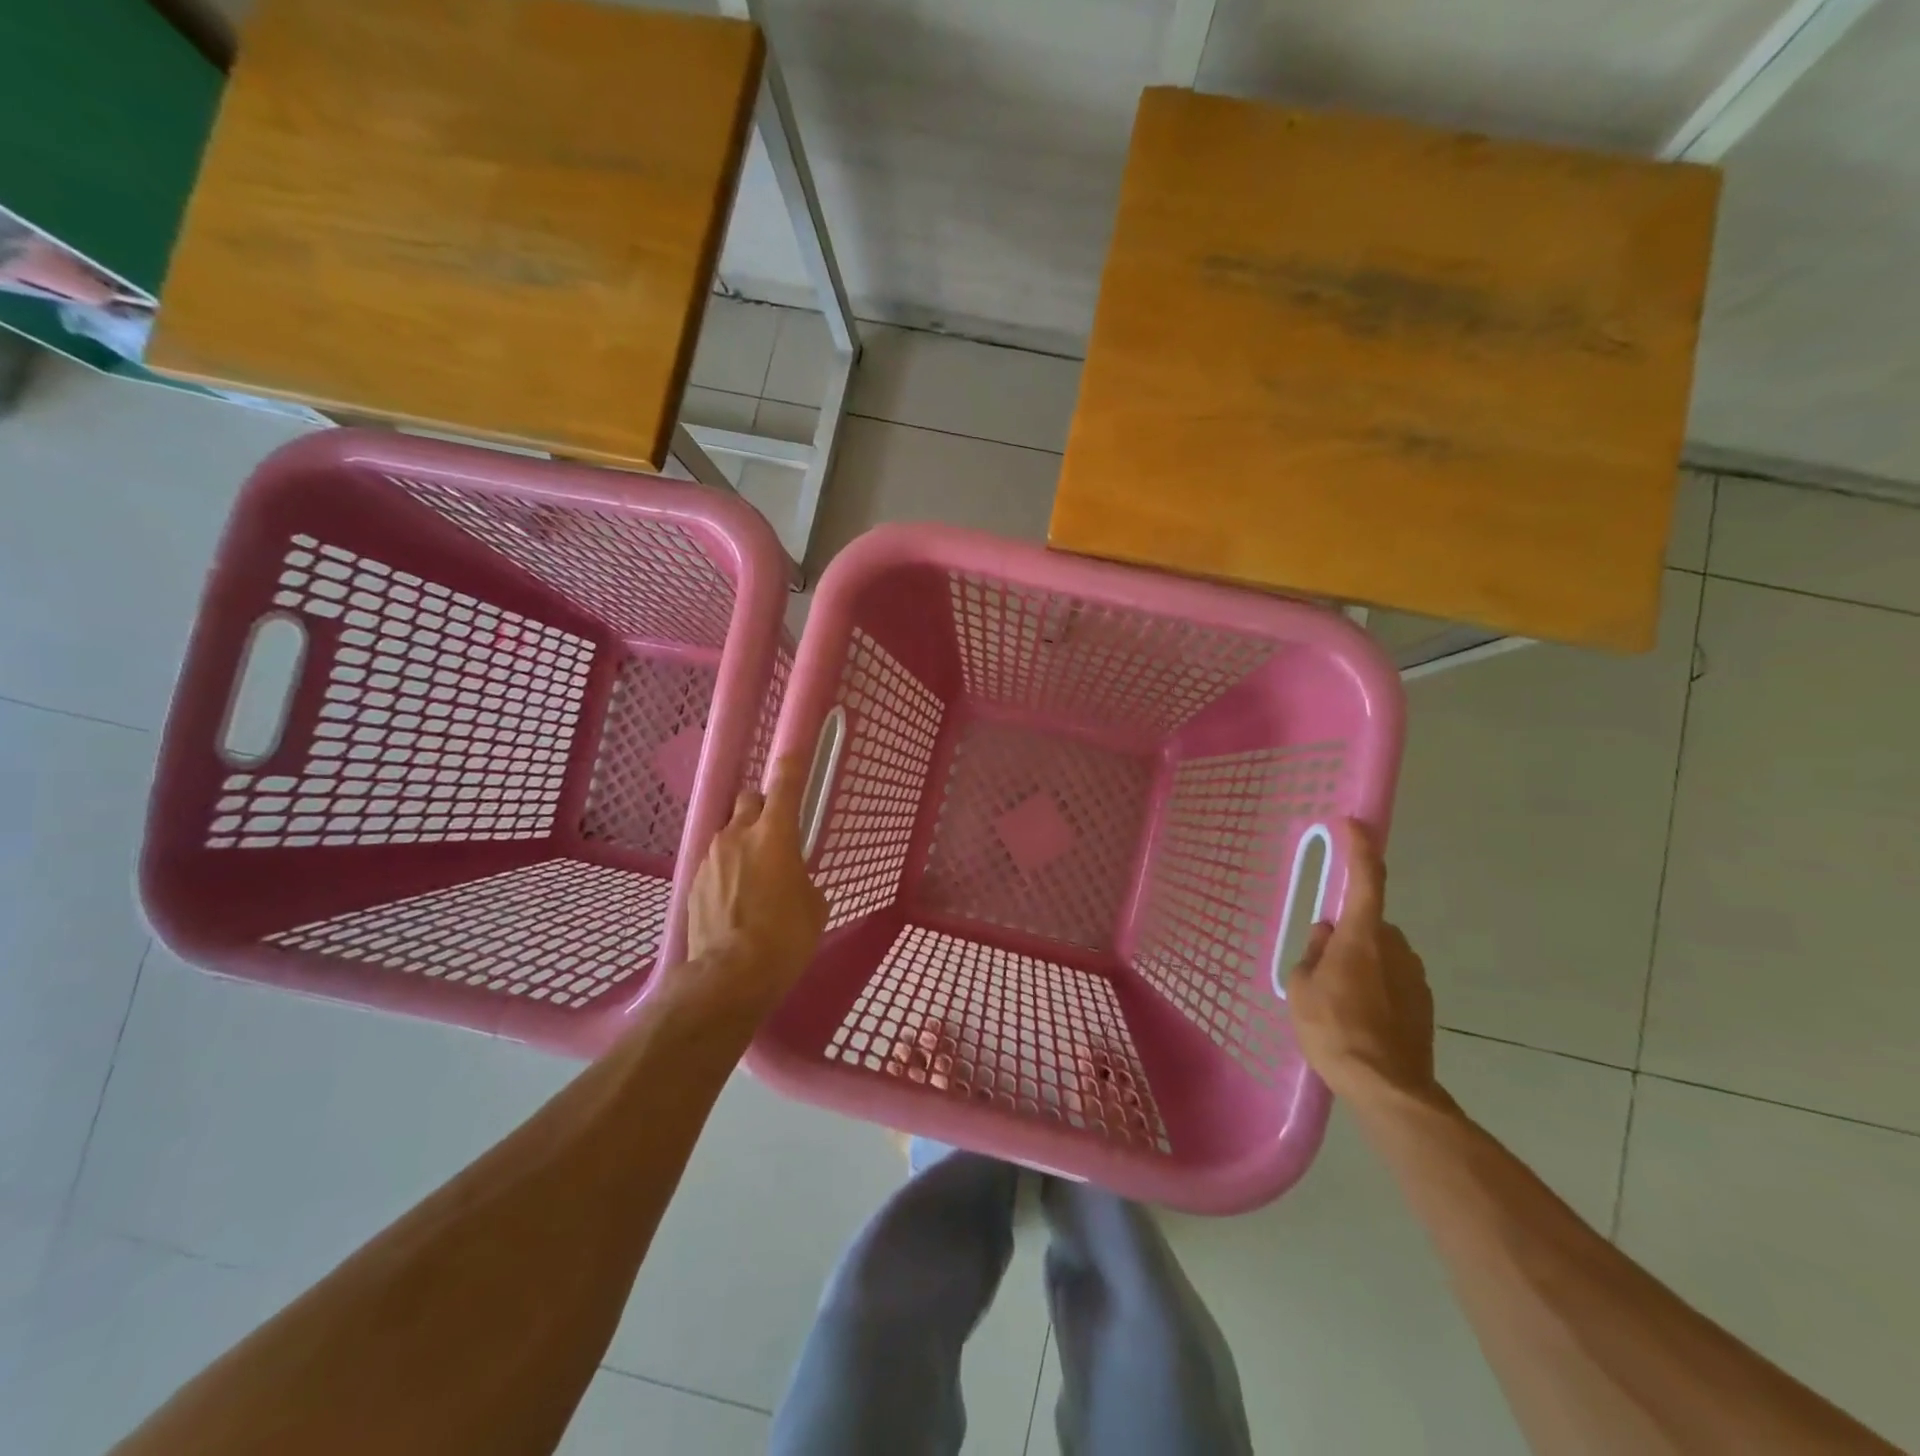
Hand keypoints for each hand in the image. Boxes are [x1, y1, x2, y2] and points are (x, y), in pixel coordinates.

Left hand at [684, 754, 828, 1012]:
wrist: (729, 976)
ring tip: (755, 877)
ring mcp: (711, 857)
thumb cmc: (785, 937)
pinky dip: (728, 870)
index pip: (785, 785)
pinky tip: (736, 900)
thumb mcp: (813, 905)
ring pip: (730, 832)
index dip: (791, 765)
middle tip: (776, 834)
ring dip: (743, 842)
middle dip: (762, 808)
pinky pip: (715, 862)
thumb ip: (801, 877)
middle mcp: (739, 835)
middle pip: (749, 800)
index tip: (793, 752)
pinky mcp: (694, 882)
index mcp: (775, 835)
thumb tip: (791, 878)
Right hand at [1286, 818, 1443, 1111]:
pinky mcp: (1423, 1004)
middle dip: (1347, 935)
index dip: (1360, 848)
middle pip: (1368, 924)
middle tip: (1321, 966)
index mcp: (1363, 936)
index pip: (1365, 879)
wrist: (1387, 1088)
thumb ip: (1312, 953)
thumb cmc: (1333, 1029)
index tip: (1354, 823)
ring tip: (1337, 1001)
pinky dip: (1375, 988)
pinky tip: (1359, 1019)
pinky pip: (1392, 980)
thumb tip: (1326, 935)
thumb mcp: (1302, 987)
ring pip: (1380, 953)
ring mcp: (1414, 977)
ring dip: (1361, 963)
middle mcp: (1395, 947)